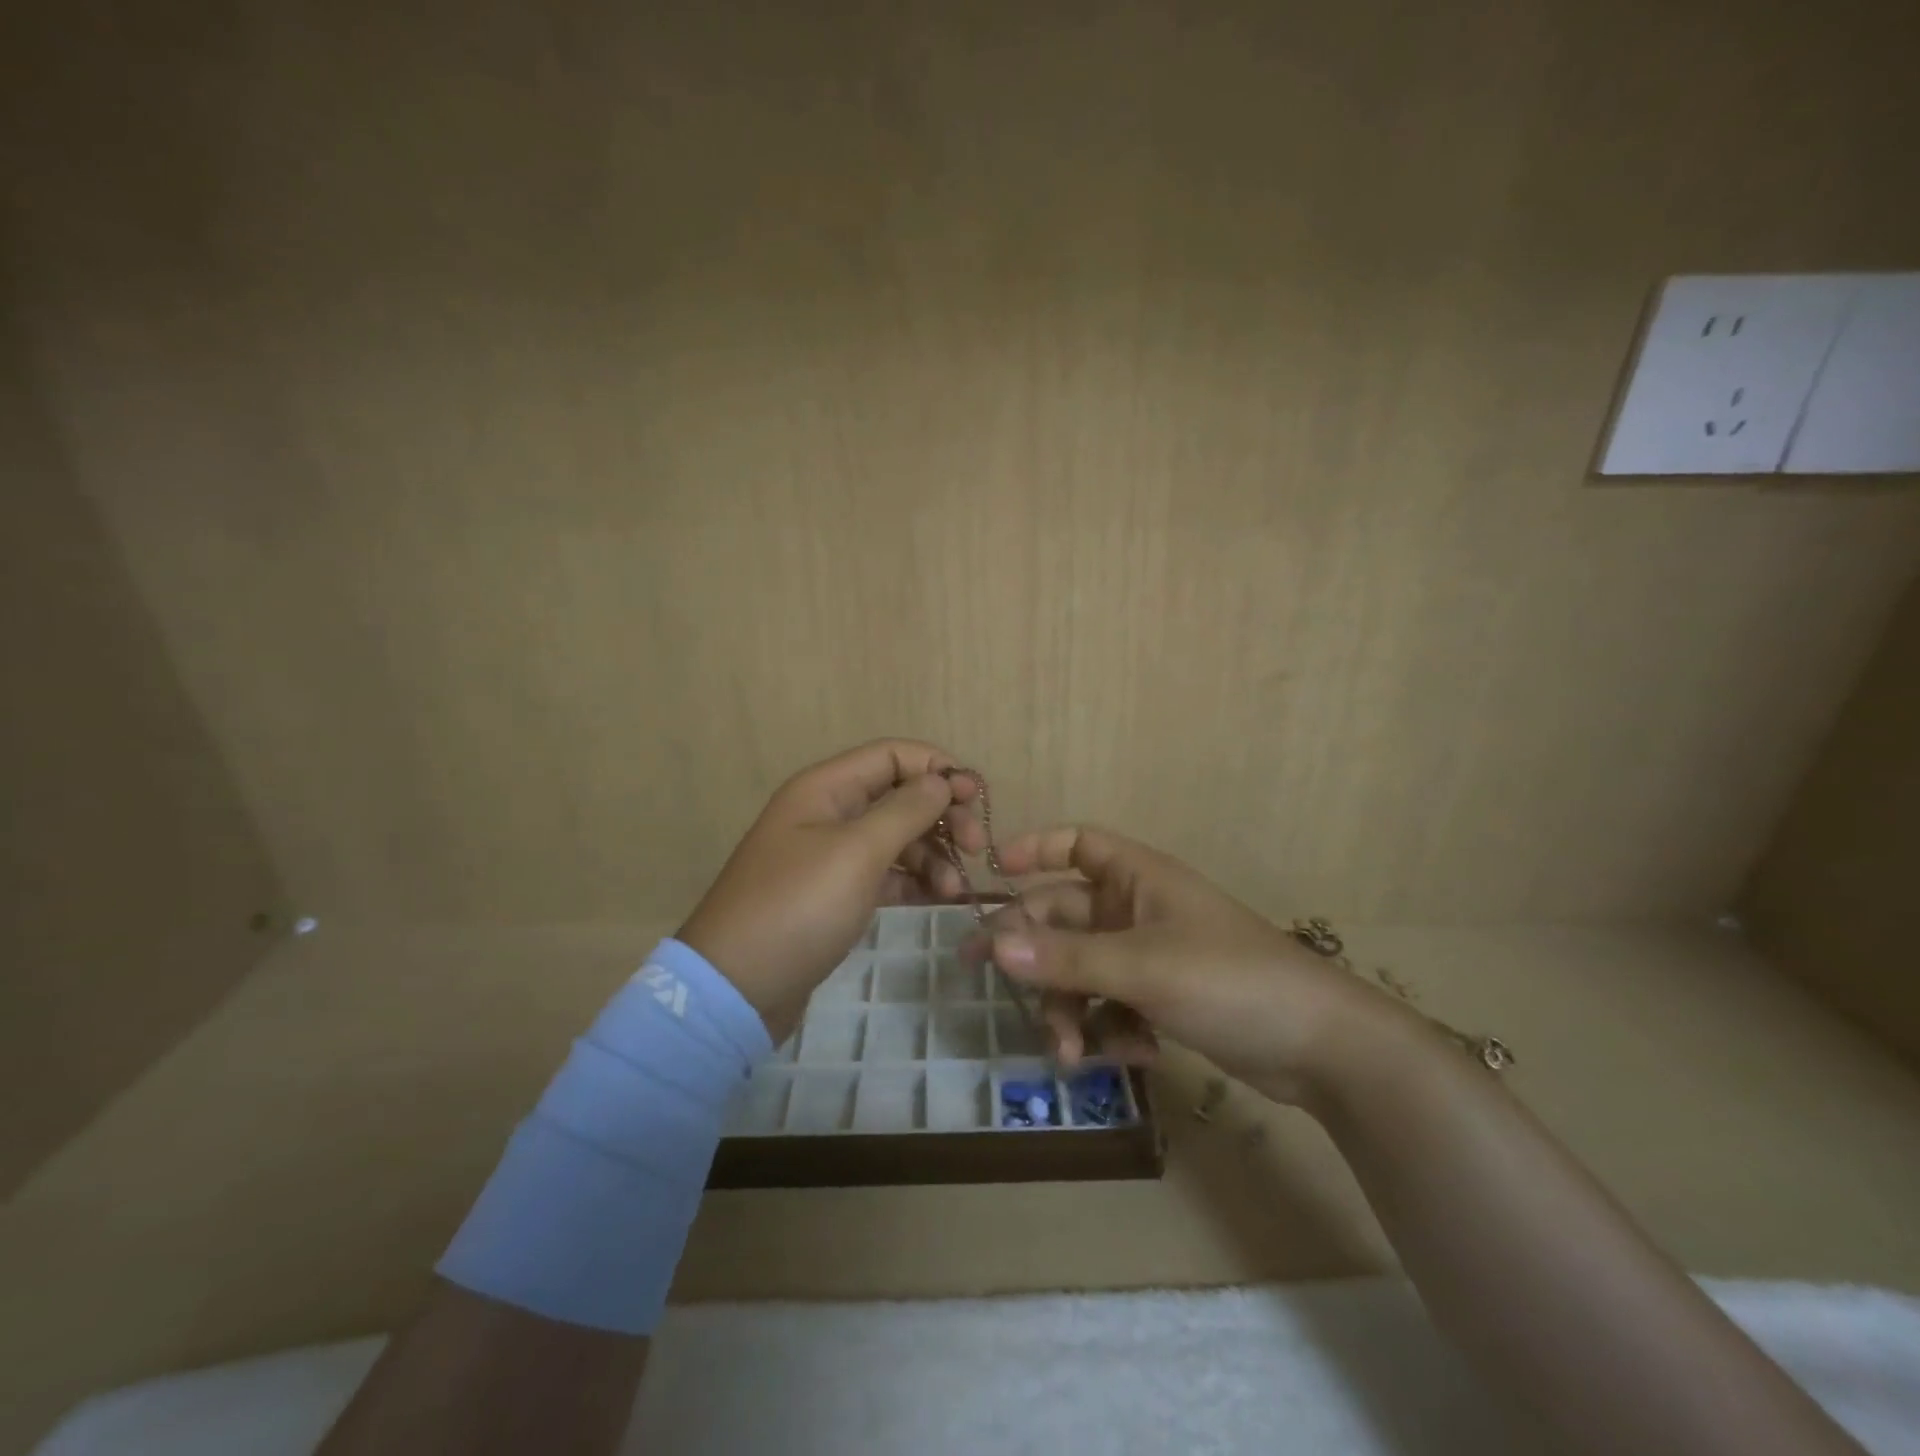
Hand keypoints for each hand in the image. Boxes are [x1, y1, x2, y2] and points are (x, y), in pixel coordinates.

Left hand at [678, 740, 983, 1040]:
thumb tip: (942, 779)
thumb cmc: (798, 907)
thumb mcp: (857, 852)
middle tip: (978, 848)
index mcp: (826, 788)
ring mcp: (832, 855)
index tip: (976, 799)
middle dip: (942, 816)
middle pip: (900, 795)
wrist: (736, 988)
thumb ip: (905, 810)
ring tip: (955, 890)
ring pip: (898, 837)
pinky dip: (915, 881)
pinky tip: (940, 899)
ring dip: (934, 855)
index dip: (938, 768)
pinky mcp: (837, 893)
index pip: (893, 755)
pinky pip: (887, 873)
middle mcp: (829, 812)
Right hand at [971, 826, 1399, 1105]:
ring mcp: (1148, 956)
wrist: (1319, 1047)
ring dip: (1069, 1007)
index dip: (1034, 849)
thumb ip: (1067, 958)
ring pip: (1081, 970)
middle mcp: (1137, 910)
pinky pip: (1110, 1004)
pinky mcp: (1161, 999)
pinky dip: (1108, 1030)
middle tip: (994, 982)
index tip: (993, 875)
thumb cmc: (1229, 980)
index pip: (1077, 843)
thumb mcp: (1143, 966)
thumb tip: (993, 944)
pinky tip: (1130, 1055)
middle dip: (1036, 956)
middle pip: (1064, 918)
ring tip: (1069, 1052)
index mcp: (1137, 878)